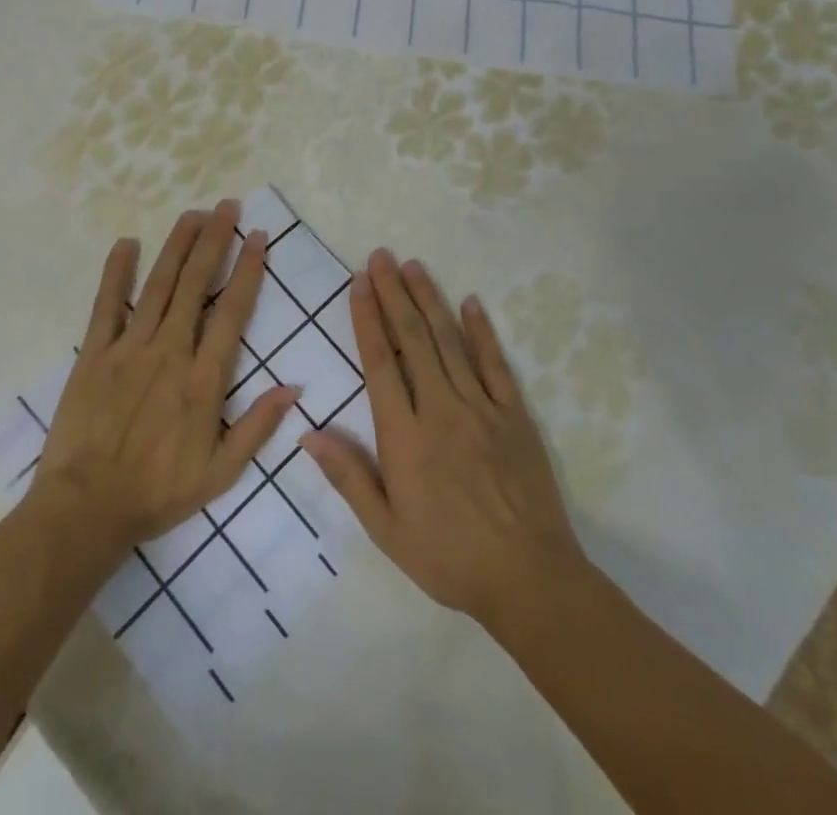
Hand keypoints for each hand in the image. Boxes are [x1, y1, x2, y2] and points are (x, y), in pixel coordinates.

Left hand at [27, 201, 300, 556]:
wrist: (86, 509)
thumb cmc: (158, 492)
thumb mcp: (221, 473)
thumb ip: (258, 427)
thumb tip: (294, 387)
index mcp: (203, 379)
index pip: (232, 311)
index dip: (248, 270)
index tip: (259, 237)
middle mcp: (170, 351)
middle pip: (195, 284)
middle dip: (214, 240)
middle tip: (227, 206)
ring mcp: (129, 348)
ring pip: (158, 285)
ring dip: (177, 245)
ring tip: (192, 213)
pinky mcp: (94, 353)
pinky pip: (106, 305)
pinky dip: (116, 273)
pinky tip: (126, 243)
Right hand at [302, 249, 586, 630]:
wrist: (529, 580)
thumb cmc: (448, 557)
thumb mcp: (386, 529)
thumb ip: (349, 476)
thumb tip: (308, 432)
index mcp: (405, 436)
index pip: (380, 363)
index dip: (367, 319)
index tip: (358, 284)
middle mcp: (441, 410)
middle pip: (412, 340)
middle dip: (394, 294)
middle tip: (381, 257)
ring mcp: (481, 408)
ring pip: (449, 342)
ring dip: (429, 300)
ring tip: (414, 266)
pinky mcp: (514, 415)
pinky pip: (495, 364)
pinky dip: (482, 331)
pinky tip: (471, 302)